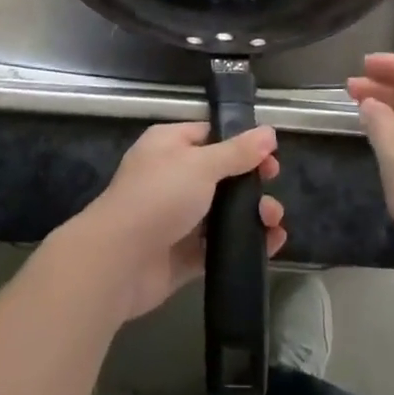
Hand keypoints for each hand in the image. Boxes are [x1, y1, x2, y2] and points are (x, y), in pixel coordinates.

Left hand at [61, 121, 285, 322]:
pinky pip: (218, 245)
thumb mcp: (201, 165)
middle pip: (220, 175)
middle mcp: (172, 177)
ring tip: (274, 221)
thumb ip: (237, 152)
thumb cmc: (158, 197)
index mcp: (169, 145)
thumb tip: (269, 133)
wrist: (119, 261)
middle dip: (250, 181)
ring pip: (222, 212)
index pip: (209, 135)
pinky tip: (271, 245)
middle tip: (273, 187)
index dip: (241, 143)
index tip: (270, 155)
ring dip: (252, 214)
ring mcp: (177, 217)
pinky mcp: (182, 254)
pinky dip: (243, 244)